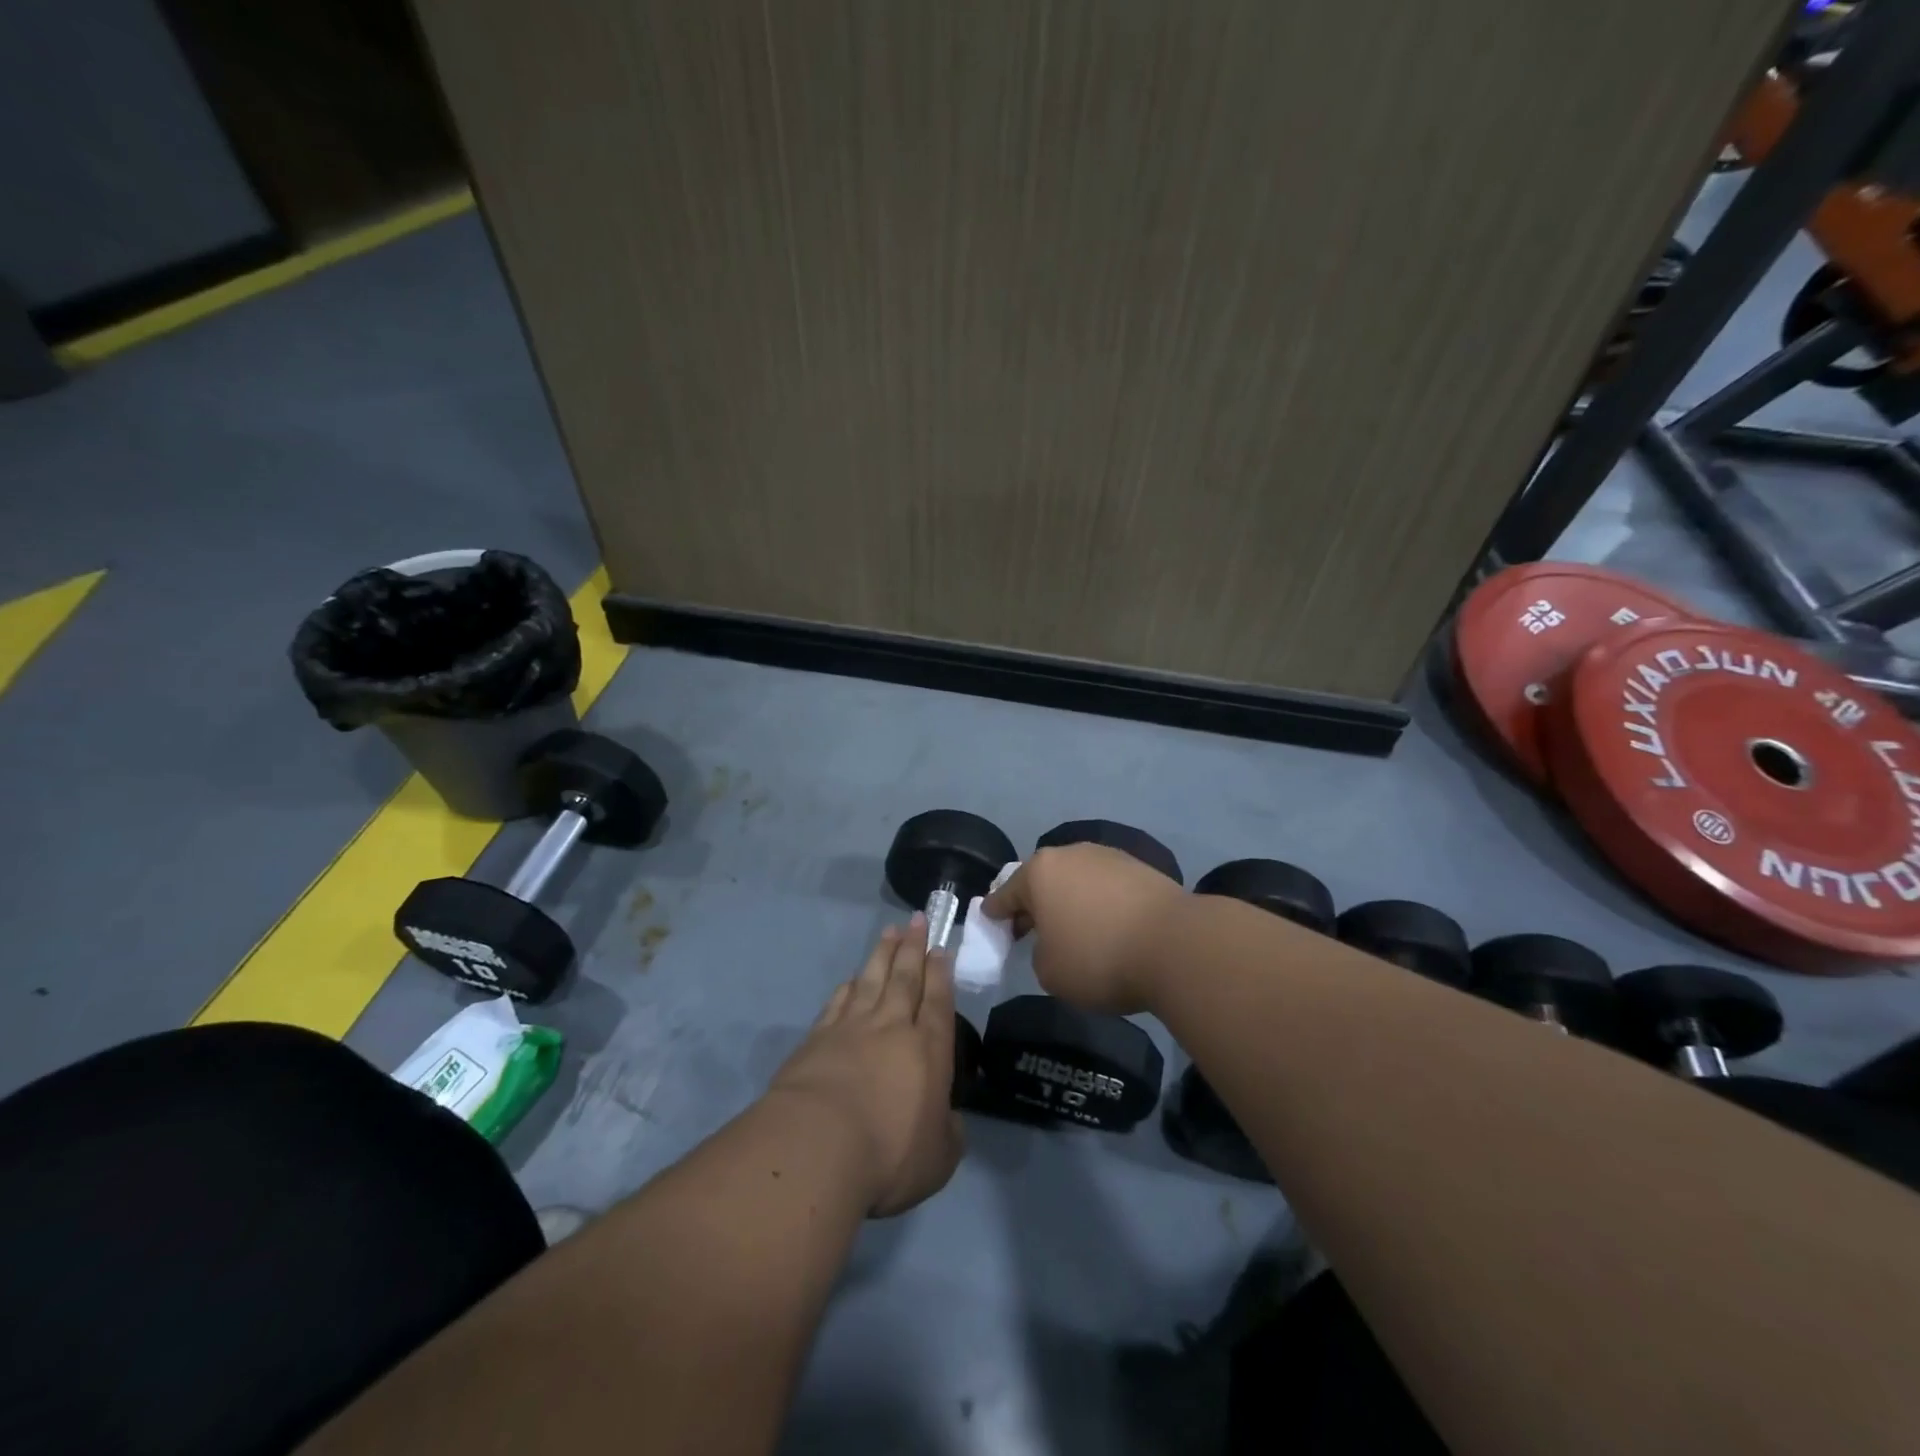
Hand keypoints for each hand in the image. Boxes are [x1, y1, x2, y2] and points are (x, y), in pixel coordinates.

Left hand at [769, 918, 963, 1216]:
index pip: (938, 1001)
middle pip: (905, 978)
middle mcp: (892, 1028)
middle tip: (917, 920)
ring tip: (889, 932)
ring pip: (871, 980)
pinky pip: (838, 1002)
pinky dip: (848, 986)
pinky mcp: (817, 1038)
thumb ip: (948, 1134)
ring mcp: (851, 1028)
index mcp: (928, 1050)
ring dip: (882, 954)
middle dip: (913, 947)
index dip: (941, 973)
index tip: (941, 947)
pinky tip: (852, 978)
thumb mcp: (938, 1159)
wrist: (818, 1146)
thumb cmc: (888, 1154)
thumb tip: (949, 1120)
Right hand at [981, 845, 1185, 1015]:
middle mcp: (1071, 854)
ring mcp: (1109, 857)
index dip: (995, 910)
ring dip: (1070, 900)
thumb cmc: (1099, 958)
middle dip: (1034, 902)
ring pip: (1077, 879)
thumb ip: (1040, 953)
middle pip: (1043, 880)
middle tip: (1028, 928)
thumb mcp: (1050, 972)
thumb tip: (1058, 941)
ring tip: (1073, 927)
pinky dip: (1100, 902)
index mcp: (1040, 873)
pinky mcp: (1141, 868)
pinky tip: (1106, 923)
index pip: (1006, 893)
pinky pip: (1106, 886)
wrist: (1176, 945)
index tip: (989, 918)